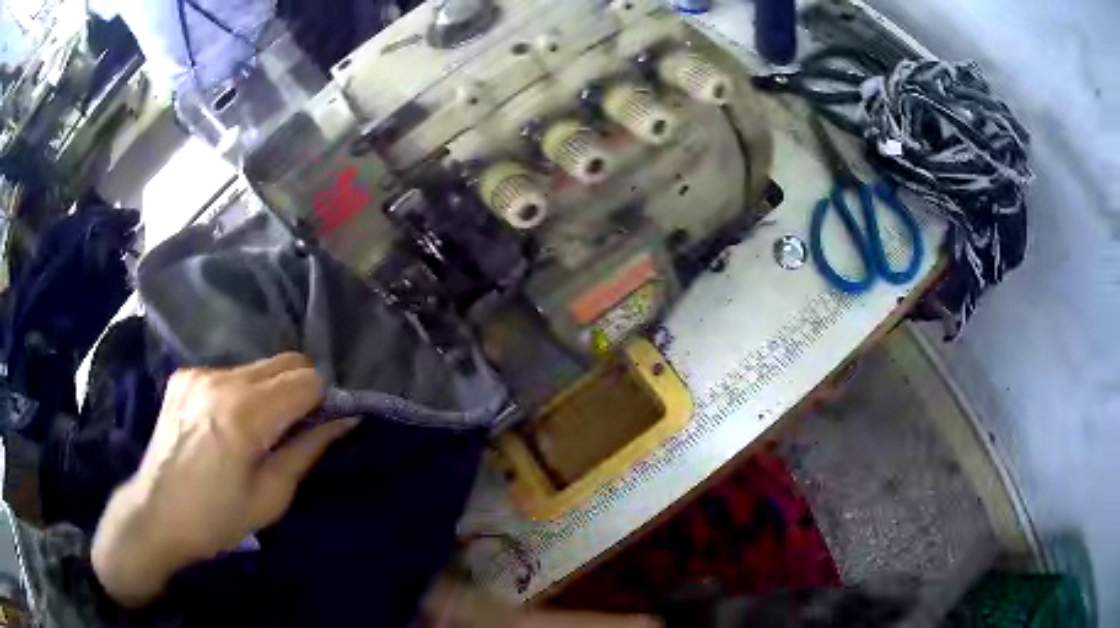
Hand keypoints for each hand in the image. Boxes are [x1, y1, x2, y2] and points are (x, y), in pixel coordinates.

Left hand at [92, 353, 357, 607]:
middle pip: (285, 360)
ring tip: (257, 429)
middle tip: (294, 428)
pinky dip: (240, 392)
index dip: (322, 401)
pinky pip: (228, 372)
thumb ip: (308, 451)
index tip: (319, 428)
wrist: (156, 514)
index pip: (307, 379)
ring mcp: (199, 374)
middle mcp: (222, 380)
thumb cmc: (217, 518)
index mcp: (245, 414)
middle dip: (301, 389)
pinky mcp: (184, 376)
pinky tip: (225, 423)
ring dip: (270, 390)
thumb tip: (345, 420)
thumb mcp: (271, 496)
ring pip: (257, 365)